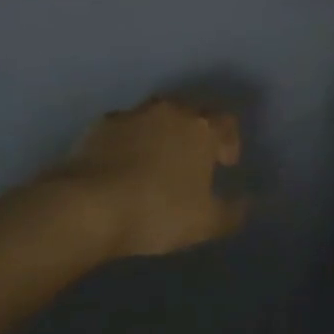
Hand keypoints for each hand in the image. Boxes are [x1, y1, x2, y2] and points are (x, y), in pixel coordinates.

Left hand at [49, 97, 247, 258]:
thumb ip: (232, 212)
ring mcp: (131, 115)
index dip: (230, 141)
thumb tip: (245, 203)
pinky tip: (123, 167)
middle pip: (190, 113)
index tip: (225, 164)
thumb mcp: (206, 223)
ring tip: (156, 164)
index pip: (226, 122)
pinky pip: (123, 129)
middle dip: (195, 134)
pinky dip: (128, 143)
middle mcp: (168, 111)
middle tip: (193, 162)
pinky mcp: (98, 126)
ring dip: (160, 135)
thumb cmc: (158, 210)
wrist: (88, 205)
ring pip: (154, 118)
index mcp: (200, 127)